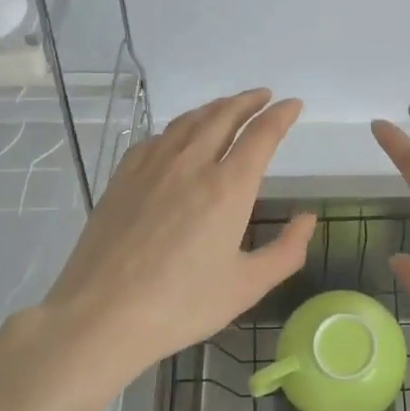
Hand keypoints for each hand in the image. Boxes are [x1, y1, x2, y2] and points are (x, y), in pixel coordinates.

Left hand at [32, 89, 315, 386]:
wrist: (101, 315)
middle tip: (264, 96)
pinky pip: (157, 138)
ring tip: (228, 106)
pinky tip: (179, 136)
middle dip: (249, 101)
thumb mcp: (247, 286)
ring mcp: (152, 166)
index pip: (261, 135)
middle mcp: (191, 164)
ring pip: (189, 121)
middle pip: (224, 115)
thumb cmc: (181, 305)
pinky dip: (179, 127)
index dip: (281, 115)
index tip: (293, 105)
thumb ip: (286, 250)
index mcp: (228, 187)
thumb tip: (307, 218)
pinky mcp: (123, 177)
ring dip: (215, 107)